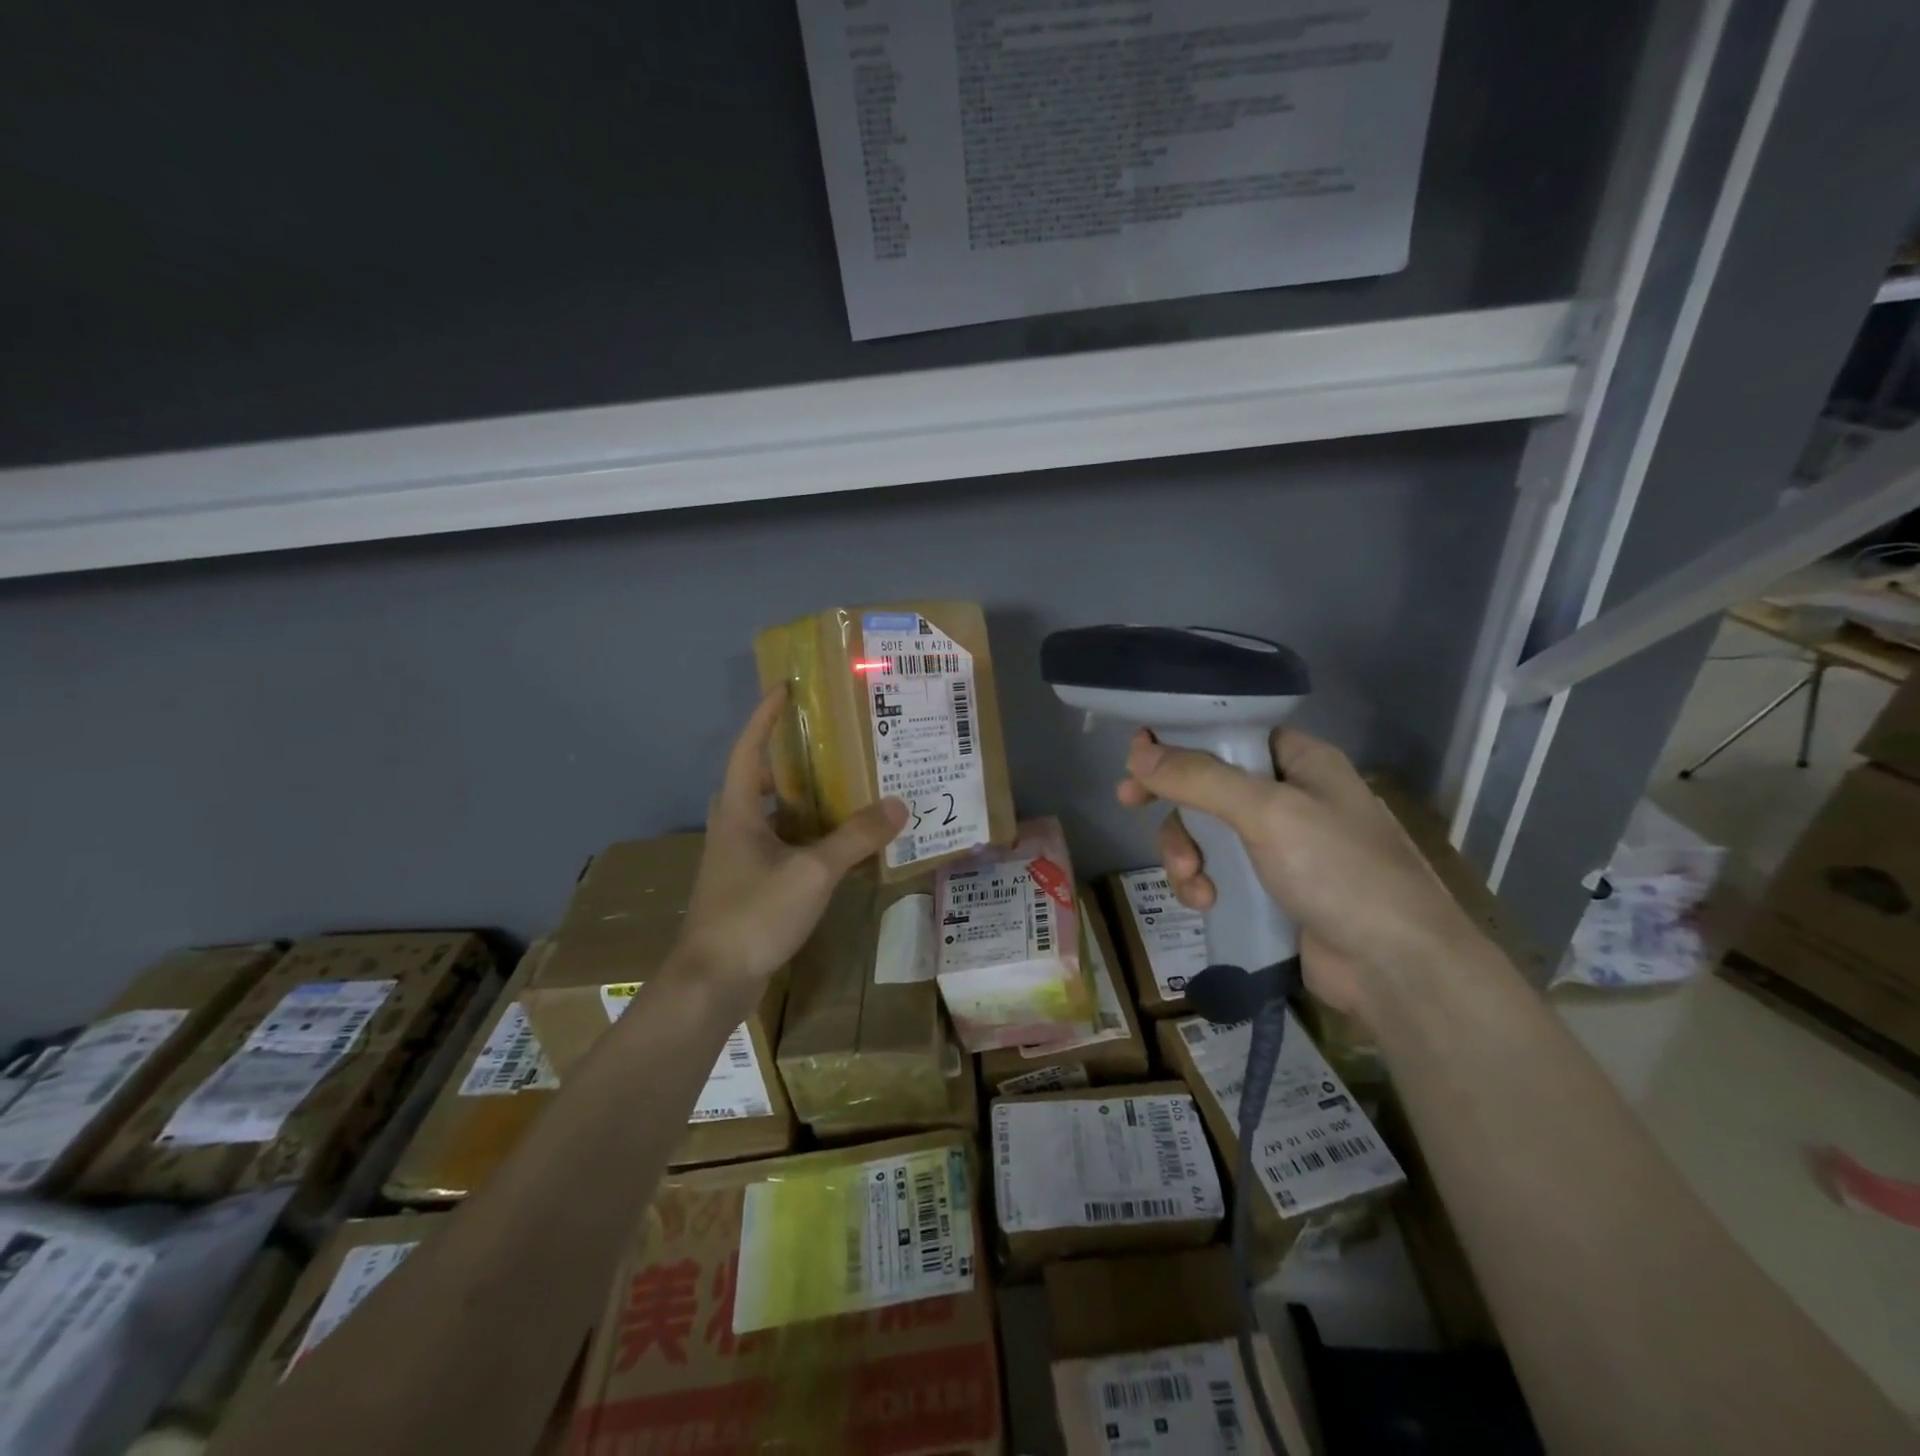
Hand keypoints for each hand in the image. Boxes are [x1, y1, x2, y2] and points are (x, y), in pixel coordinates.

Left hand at [675, 687, 907, 996]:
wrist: (713, 981)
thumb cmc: (754, 914)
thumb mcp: (812, 872)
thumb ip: (856, 838)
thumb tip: (899, 805)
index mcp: (738, 812)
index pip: (748, 749)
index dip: (764, 717)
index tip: (784, 688)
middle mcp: (733, 828)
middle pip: (759, 780)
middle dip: (789, 758)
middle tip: (829, 743)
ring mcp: (738, 860)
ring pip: (771, 816)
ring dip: (801, 800)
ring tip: (843, 787)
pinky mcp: (748, 887)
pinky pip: (780, 846)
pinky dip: (806, 837)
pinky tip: (836, 846)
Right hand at [1117, 726, 1485, 1014]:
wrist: (1394, 969)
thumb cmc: (1339, 871)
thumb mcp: (1268, 813)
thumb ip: (1199, 779)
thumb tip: (1137, 752)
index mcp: (1300, 761)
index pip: (1228, 733)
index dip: (1180, 740)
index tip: (1137, 755)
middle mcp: (1287, 796)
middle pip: (1206, 783)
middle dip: (1174, 804)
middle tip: (1129, 803)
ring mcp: (1277, 846)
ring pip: (1204, 832)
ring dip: (1184, 853)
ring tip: (1191, 880)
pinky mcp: (1267, 888)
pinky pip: (1215, 871)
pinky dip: (1200, 883)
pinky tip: (1205, 902)